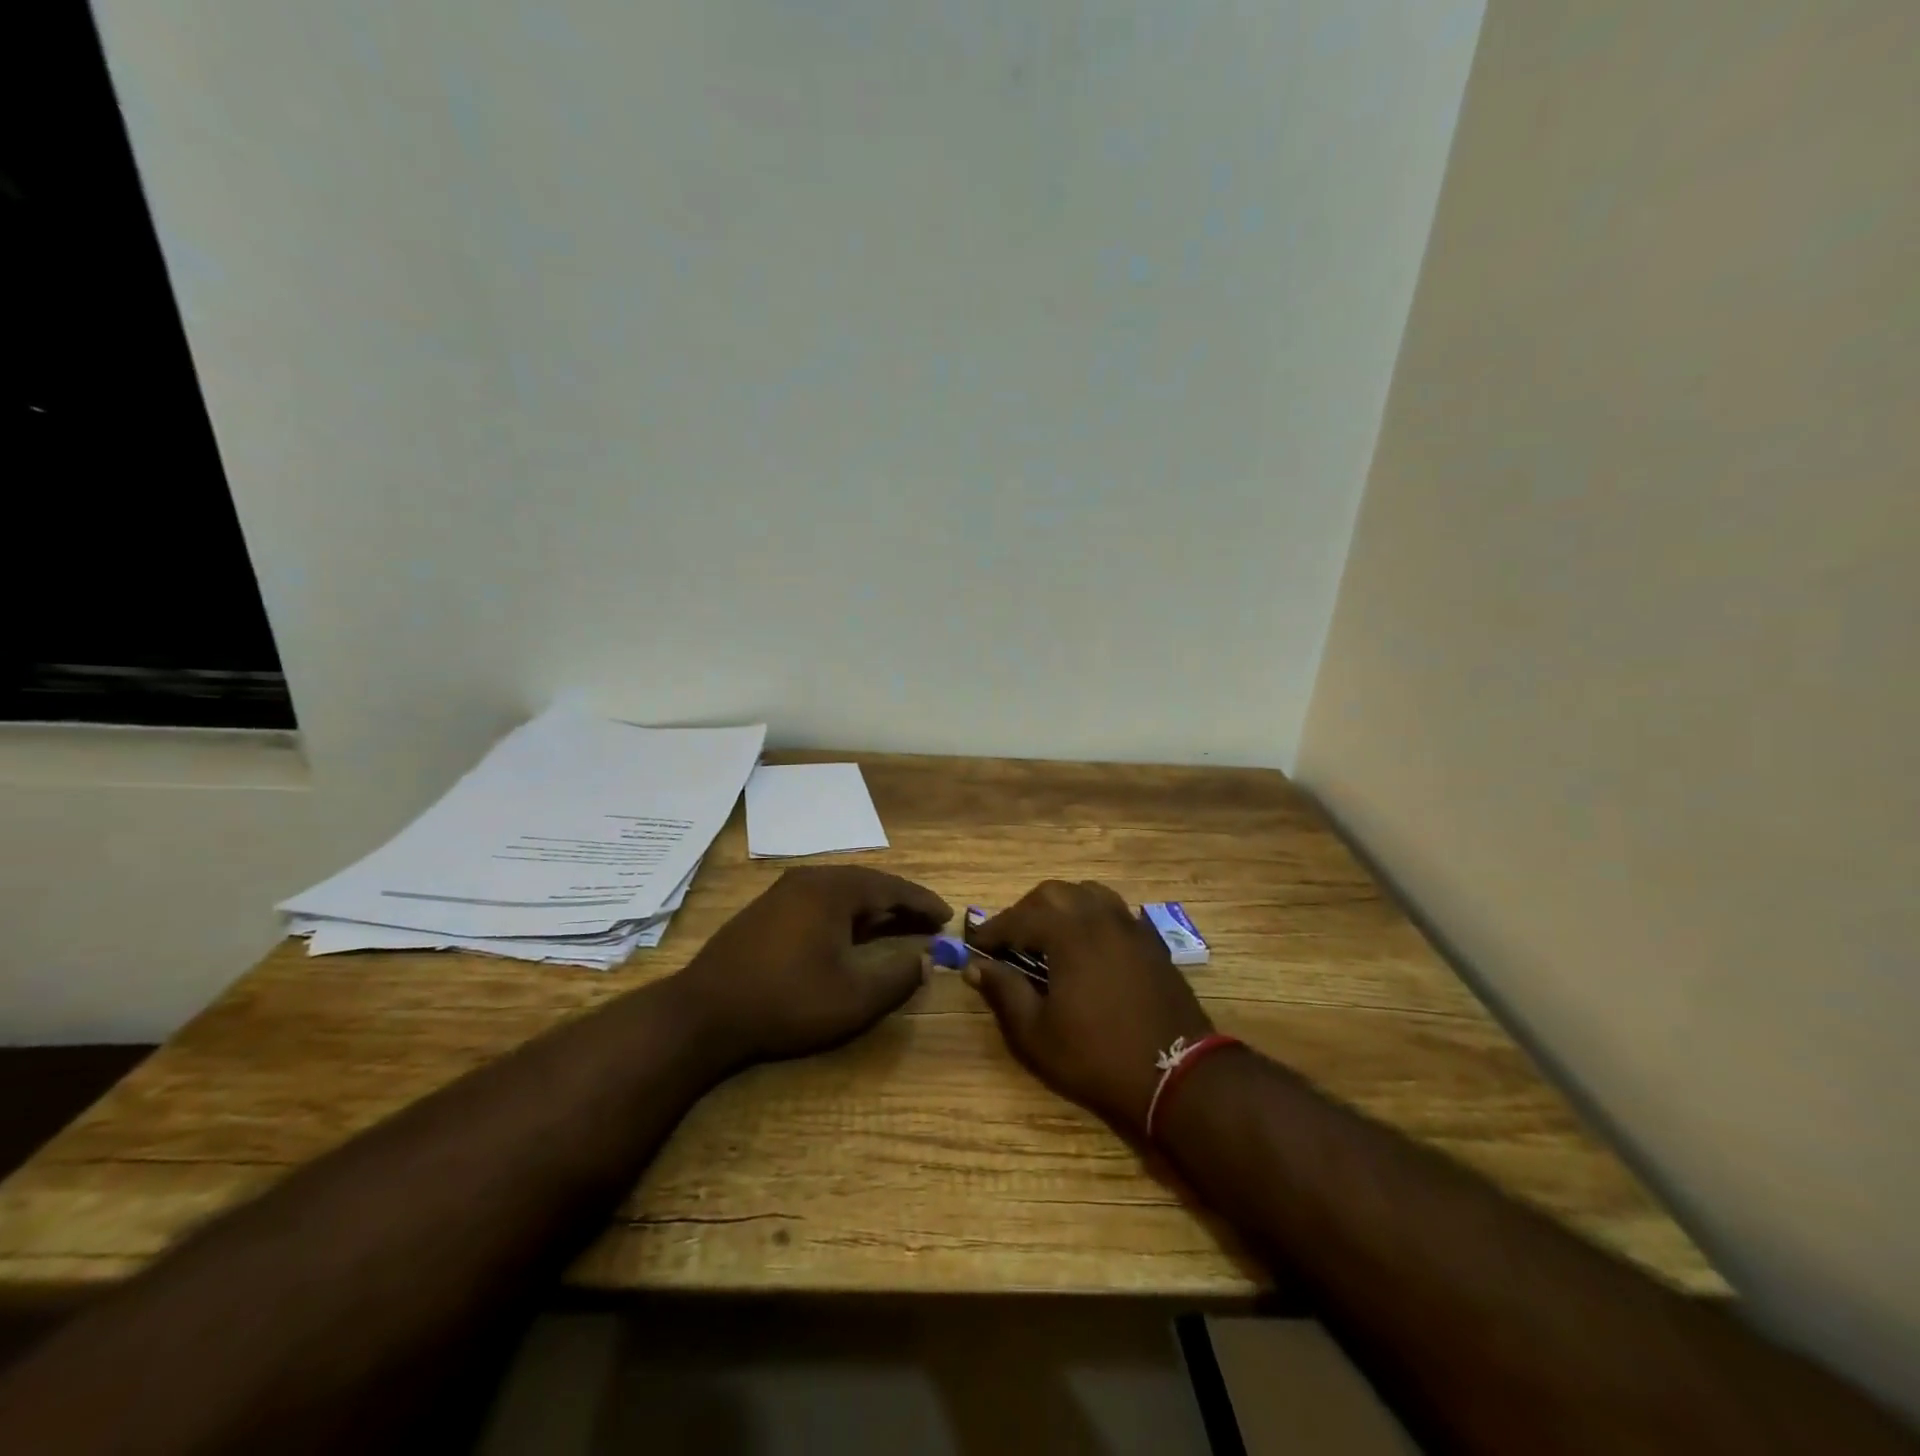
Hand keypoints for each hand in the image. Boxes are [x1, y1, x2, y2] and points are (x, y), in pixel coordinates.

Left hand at [676, 866, 950, 1064]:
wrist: (704, 1013)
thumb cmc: (787, 1000)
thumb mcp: (854, 997)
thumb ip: (899, 976)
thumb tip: (927, 960)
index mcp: (834, 889)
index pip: (891, 887)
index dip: (923, 902)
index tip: (947, 916)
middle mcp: (809, 879)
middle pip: (867, 884)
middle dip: (899, 902)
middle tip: (927, 921)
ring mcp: (783, 893)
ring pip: (841, 892)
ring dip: (871, 908)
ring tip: (895, 925)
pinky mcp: (765, 911)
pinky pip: (819, 901)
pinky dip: (845, 914)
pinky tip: (848, 934)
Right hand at [966, 880, 1213, 1137]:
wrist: (1176, 1074)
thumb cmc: (1097, 1057)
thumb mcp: (1037, 1033)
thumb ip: (1004, 992)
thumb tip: (976, 966)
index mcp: (1068, 933)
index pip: (1019, 917)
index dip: (993, 930)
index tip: (976, 945)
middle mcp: (1099, 916)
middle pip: (1053, 894)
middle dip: (1025, 912)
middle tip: (1010, 941)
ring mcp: (1130, 925)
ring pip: (1087, 894)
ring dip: (1060, 907)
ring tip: (1048, 936)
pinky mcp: (1151, 941)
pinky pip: (1114, 911)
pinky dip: (1091, 916)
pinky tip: (1087, 945)